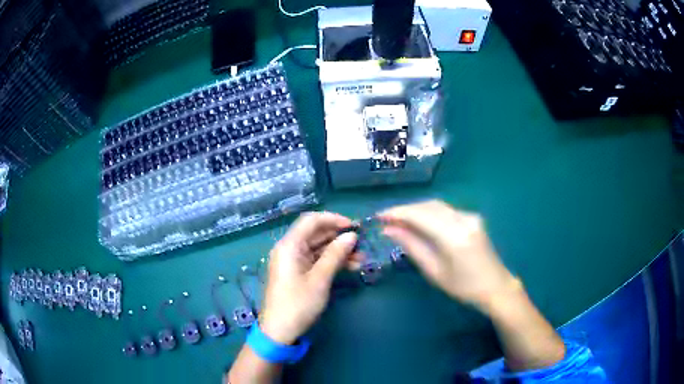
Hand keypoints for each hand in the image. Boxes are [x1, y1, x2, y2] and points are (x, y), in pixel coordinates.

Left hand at [259, 212, 359, 344]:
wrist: (279, 331)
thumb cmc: (298, 304)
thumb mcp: (319, 280)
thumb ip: (335, 255)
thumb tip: (351, 236)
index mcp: (289, 246)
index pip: (311, 220)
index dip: (333, 219)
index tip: (354, 226)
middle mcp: (289, 249)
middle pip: (315, 234)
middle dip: (339, 237)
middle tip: (361, 244)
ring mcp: (293, 261)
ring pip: (318, 248)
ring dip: (338, 251)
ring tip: (361, 259)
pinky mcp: (297, 273)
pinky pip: (316, 260)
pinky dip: (331, 261)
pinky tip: (350, 267)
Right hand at [379, 200, 516, 312]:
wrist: (496, 287)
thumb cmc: (463, 287)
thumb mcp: (434, 271)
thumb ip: (412, 246)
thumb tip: (389, 230)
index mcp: (453, 236)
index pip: (419, 215)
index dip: (397, 213)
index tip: (378, 217)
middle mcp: (463, 219)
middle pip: (428, 206)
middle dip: (405, 210)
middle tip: (386, 220)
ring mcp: (470, 216)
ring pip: (437, 206)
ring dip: (417, 211)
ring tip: (399, 222)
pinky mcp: (473, 217)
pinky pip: (446, 210)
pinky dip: (429, 214)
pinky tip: (420, 224)